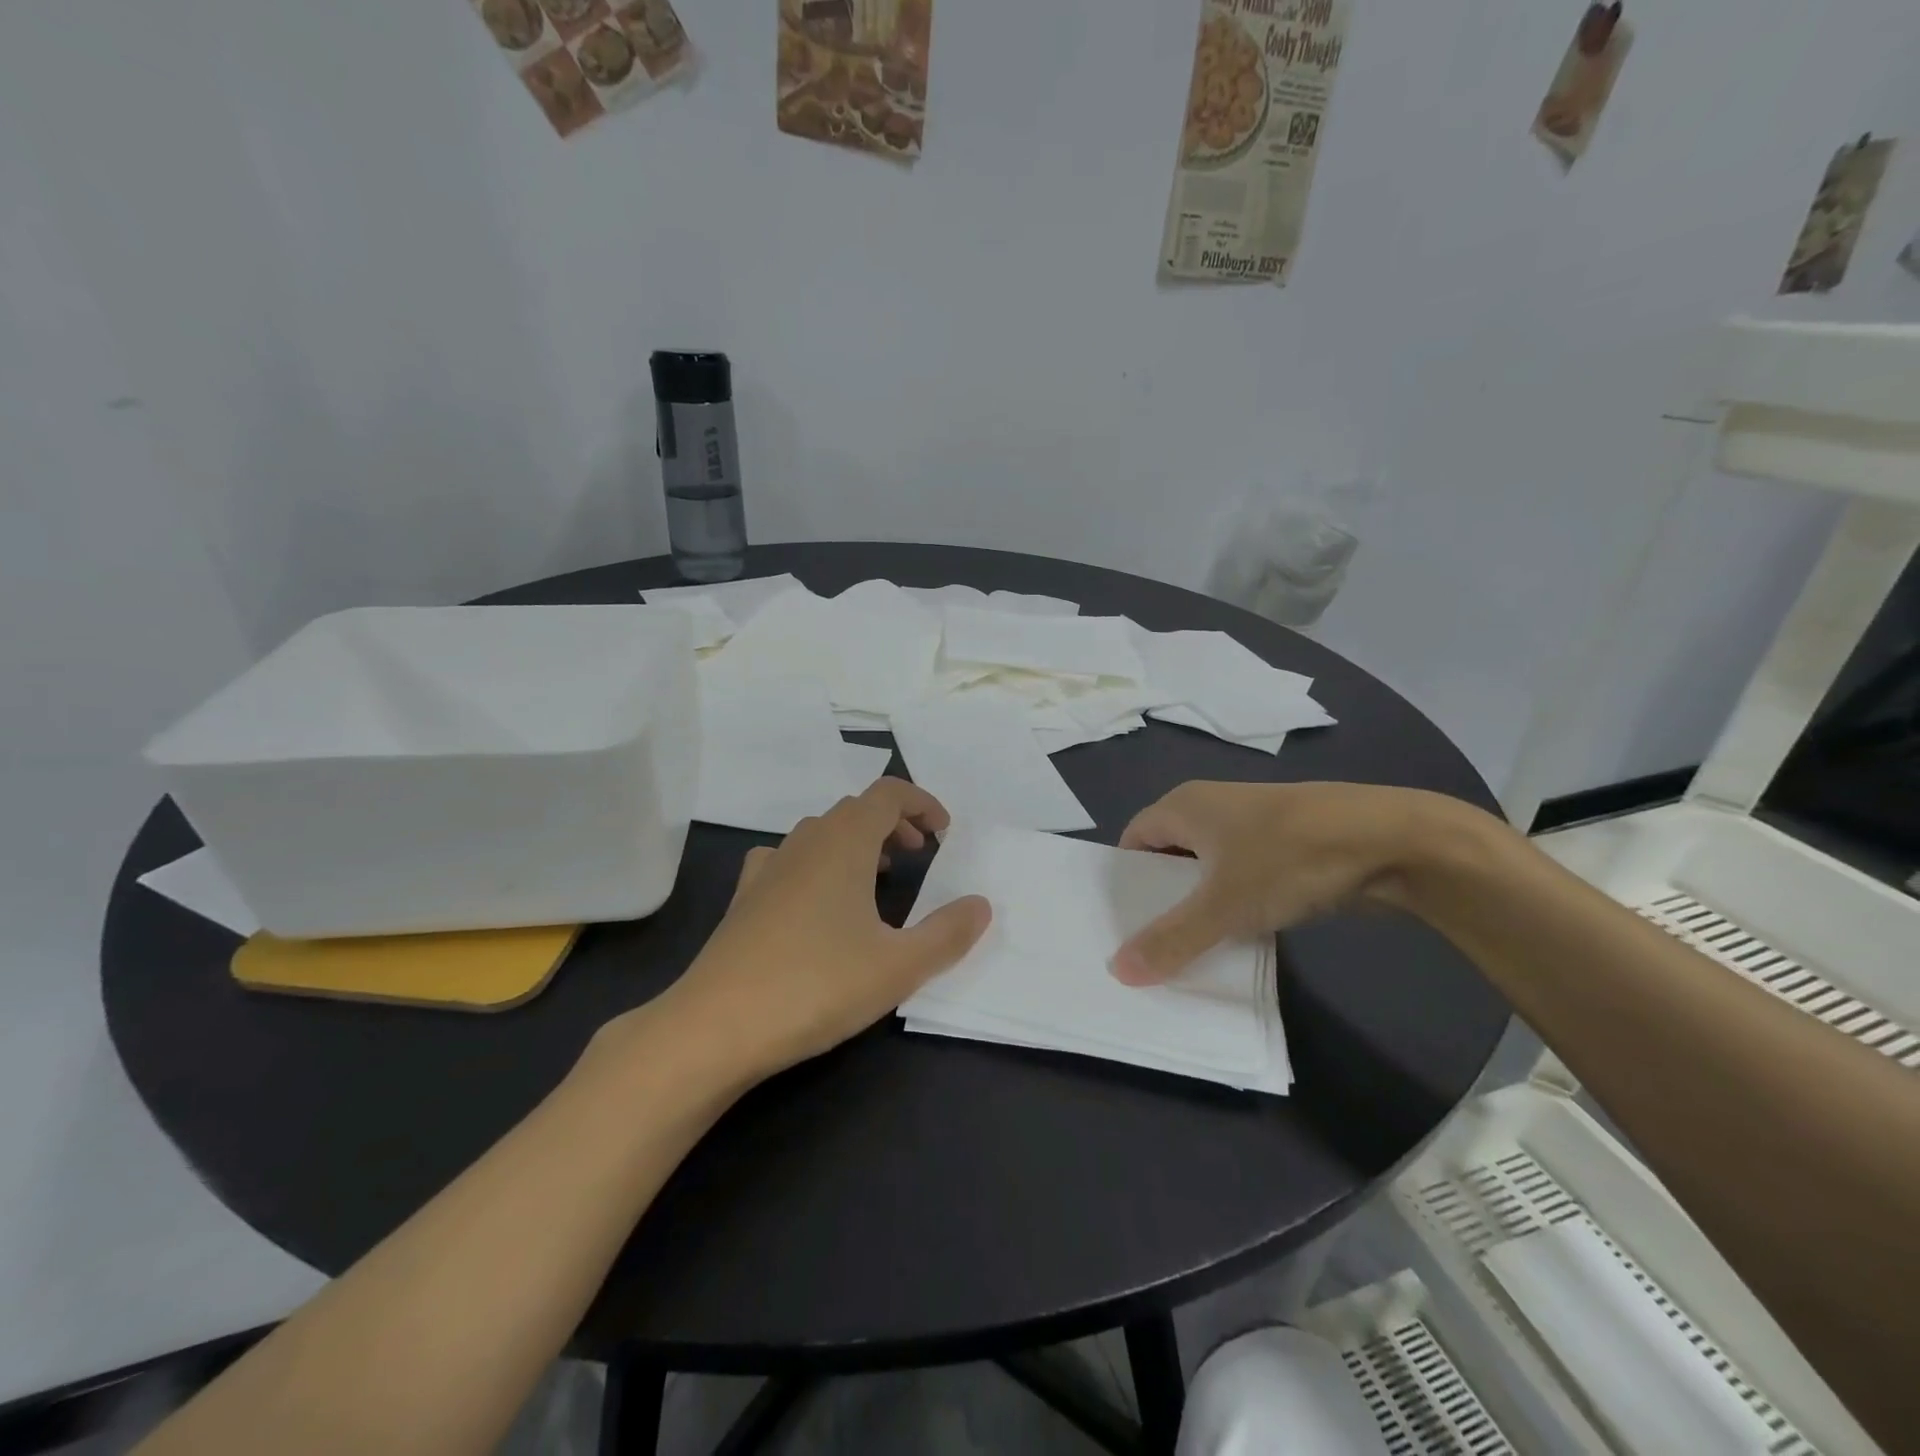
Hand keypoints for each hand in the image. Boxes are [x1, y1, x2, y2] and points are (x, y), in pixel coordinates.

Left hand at [655, 779, 991, 1078]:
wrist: (715, 1026)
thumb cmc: (816, 985)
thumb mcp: (899, 966)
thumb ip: (948, 933)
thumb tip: (981, 904)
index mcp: (844, 842)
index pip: (888, 794)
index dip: (922, 803)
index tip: (944, 833)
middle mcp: (804, 842)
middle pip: (855, 809)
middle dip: (894, 824)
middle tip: (918, 856)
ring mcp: (768, 868)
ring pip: (821, 833)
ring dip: (857, 843)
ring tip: (877, 879)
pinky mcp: (744, 898)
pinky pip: (789, 861)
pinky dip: (816, 865)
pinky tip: (817, 901)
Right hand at [1110, 781, 1484, 984]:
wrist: (1392, 840)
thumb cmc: (1289, 858)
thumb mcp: (1223, 906)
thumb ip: (1171, 940)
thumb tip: (1118, 971)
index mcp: (1184, 806)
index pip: (1133, 840)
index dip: (1124, 880)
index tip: (1120, 922)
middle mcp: (1212, 806)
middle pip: (1168, 854)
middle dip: (1161, 898)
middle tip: (1151, 944)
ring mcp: (1252, 823)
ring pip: (1208, 867)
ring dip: (1200, 904)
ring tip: (1190, 947)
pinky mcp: (1286, 842)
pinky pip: (1242, 874)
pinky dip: (1234, 902)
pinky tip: (1240, 935)